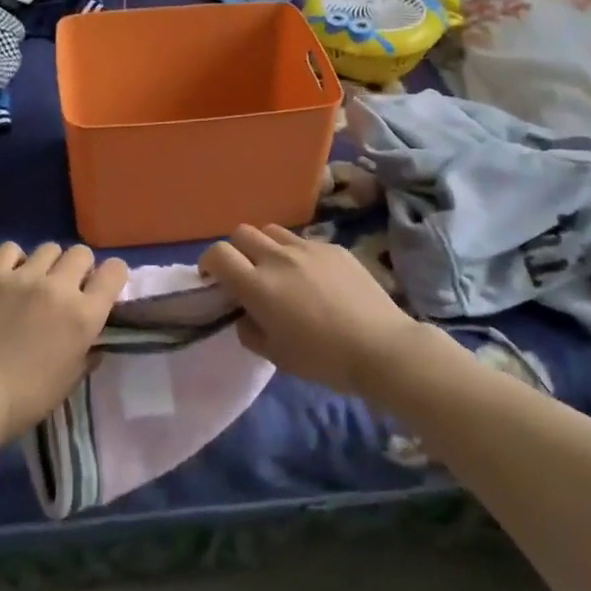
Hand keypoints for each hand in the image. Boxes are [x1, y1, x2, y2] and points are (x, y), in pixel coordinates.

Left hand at [0, 242, 127, 445]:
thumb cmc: (26, 399)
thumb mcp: (71, 380)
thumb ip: (89, 350)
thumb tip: (94, 335)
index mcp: (84, 315)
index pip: (115, 270)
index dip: (112, 277)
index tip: (102, 288)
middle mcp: (59, 287)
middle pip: (82, 253)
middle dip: (79, 269)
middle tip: (66, 290)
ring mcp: (23, 277)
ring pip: (49, 248)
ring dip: (49, 265)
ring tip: (35, 284)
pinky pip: (11, 249)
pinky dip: (15, 260)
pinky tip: (9, 278)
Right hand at [199, 225, 426, 396]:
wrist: (381, 347)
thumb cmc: (323, 359)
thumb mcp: (276, 356)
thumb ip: (250, 331)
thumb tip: (246, 314)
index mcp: (258, 285)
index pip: (218, 253)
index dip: (209, 263)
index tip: (213, 279)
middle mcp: (278, 258)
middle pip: (242, 233)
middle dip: (236, 250)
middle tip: (246, 274)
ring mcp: (307, 248)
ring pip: (273, 231)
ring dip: (266, 247)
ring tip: (279, 271)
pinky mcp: (333, 247)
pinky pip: (304, 241)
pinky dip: (298, 255)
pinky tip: (315, 279)